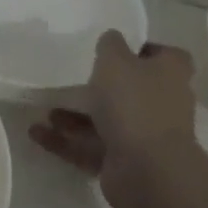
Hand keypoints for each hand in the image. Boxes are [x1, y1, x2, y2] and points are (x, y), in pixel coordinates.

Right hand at [29, 30, 200, 207]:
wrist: (146, 169)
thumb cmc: (134, 104)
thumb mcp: (115, 61)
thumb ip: (110, 45)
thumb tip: (112, 38)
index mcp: (171, 73)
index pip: (161, 54)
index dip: (139, 49)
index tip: (110, 49)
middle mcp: (163, 103)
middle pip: (130, 90)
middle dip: (98, 87)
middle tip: (70, 79)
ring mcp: (143, 136)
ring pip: (106, 121)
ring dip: (75, 117)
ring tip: (44, 109)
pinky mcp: (123, 162)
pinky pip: (90, 147)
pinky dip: (65, 141)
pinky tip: (36, 133)